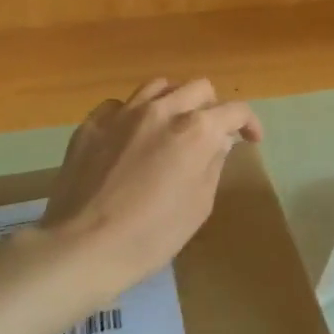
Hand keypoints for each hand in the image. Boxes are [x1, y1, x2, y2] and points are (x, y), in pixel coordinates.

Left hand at [40, 78, 262, 300]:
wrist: (82, 247)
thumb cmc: (152, 236)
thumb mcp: (198, 205)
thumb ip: (213, 164)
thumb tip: (219, 141)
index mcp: (195, 130)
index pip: (234, 111)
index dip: (249, 123)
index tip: (251, 139)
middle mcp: (162, 110)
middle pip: (198, 88)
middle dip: (213, 107)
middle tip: (211, 133)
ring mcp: (122, 113)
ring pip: (159, 86)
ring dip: (175, 101)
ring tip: (173, 124)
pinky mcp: (91, 124)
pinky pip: (119, 105)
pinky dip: (133, 114)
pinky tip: (130, 137)